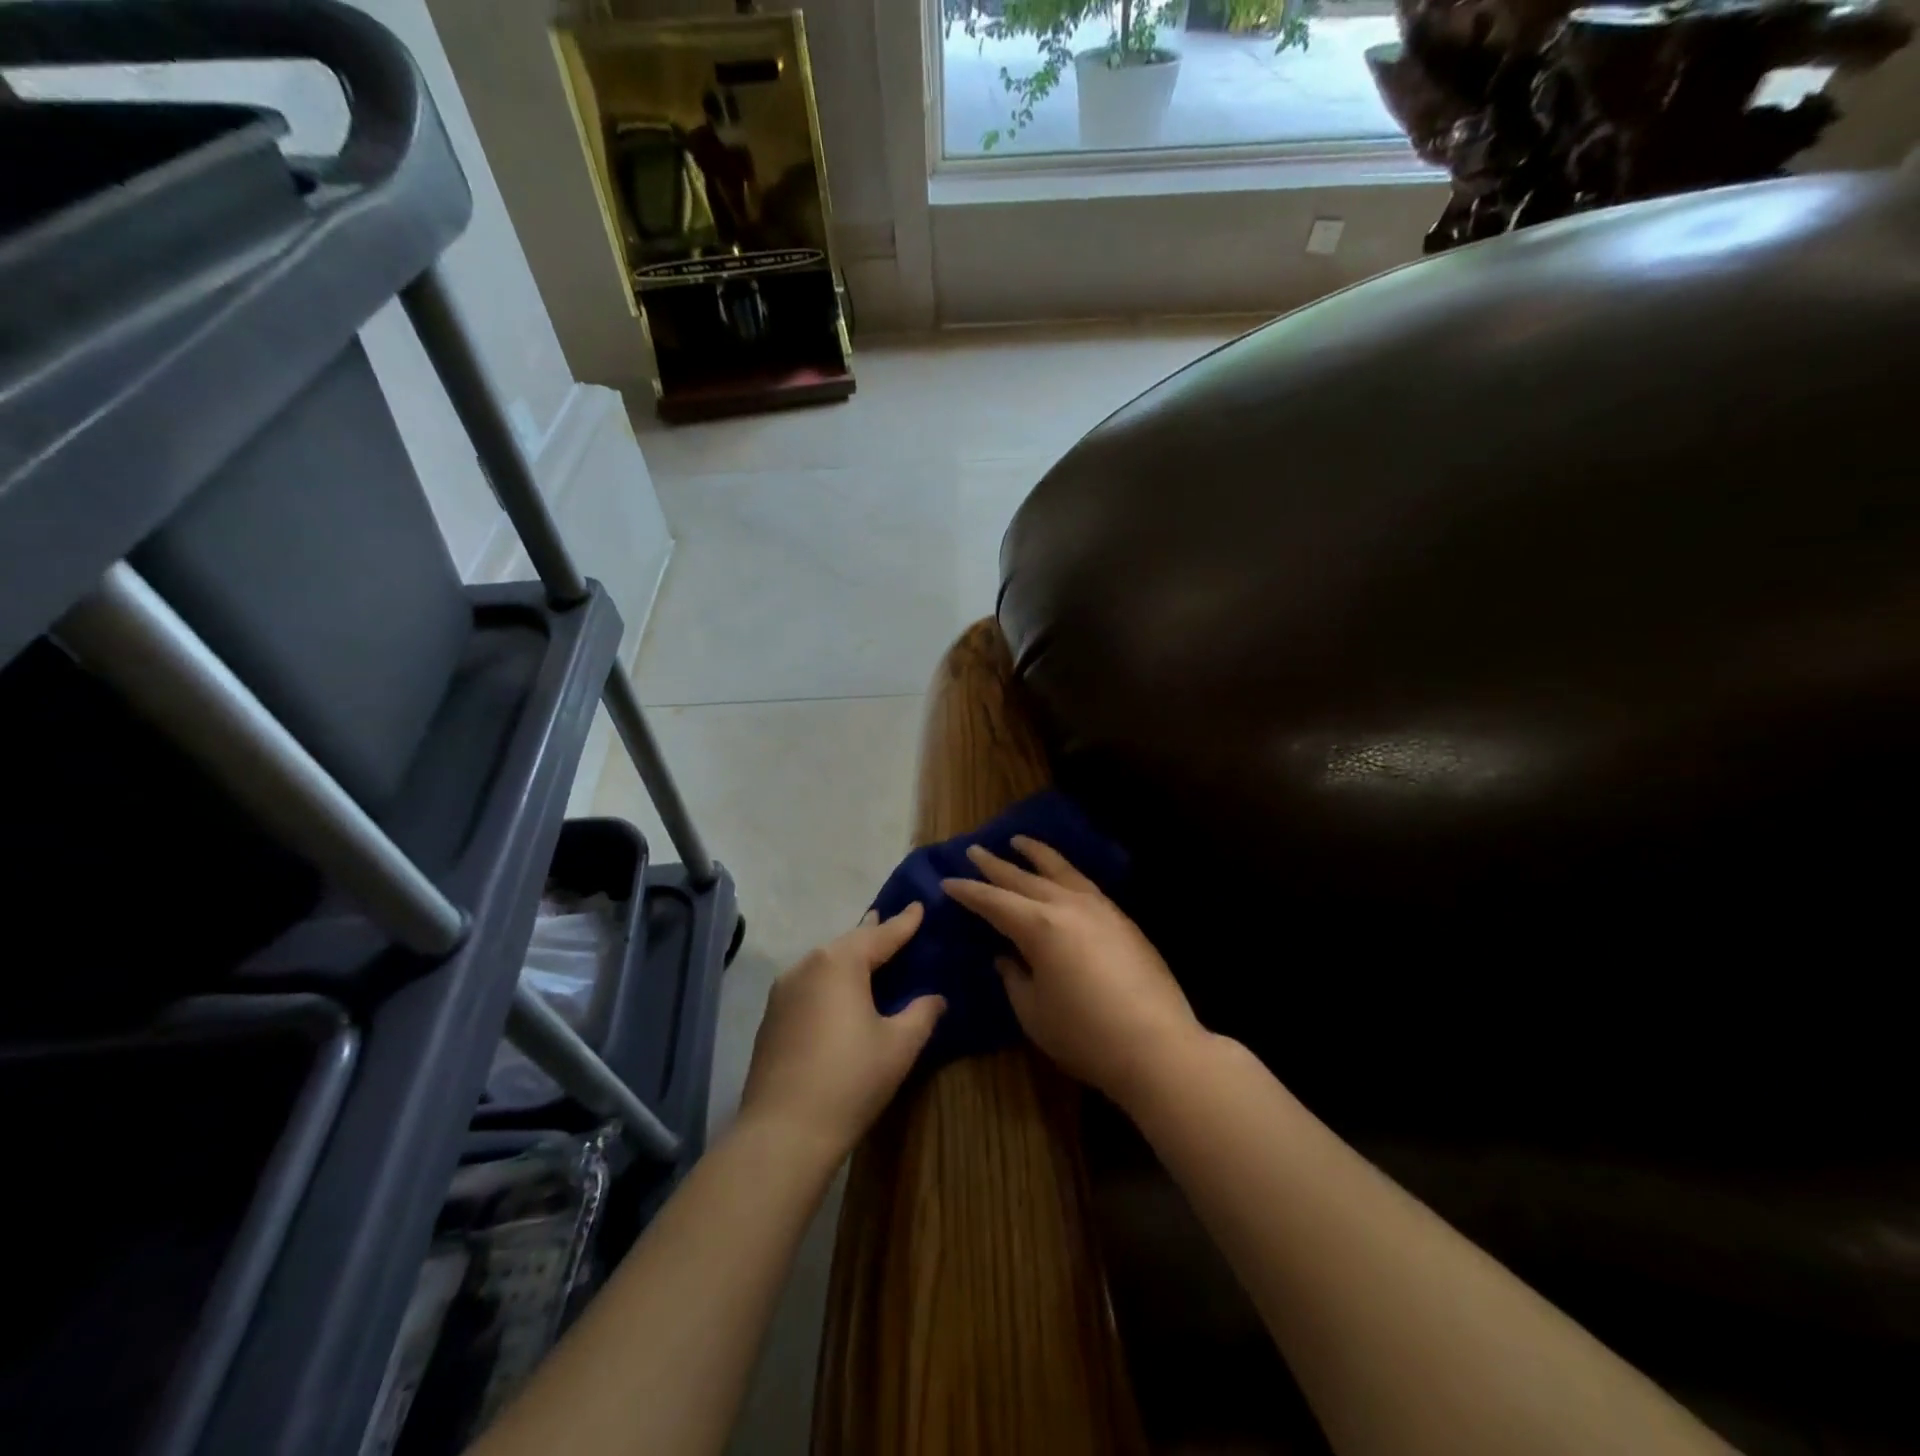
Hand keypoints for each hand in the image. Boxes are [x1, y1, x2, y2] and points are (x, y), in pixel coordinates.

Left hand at [737, 903, 943, 1161]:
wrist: (783, 1132)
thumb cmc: (850, 1080)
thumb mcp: (899, 1045)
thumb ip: (922, 1013)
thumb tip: (936, 998)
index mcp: (839, 962)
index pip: (881, 934)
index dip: (904, 922)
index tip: (920, 905)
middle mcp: (807, 965)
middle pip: (848, 943)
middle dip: (873, 934)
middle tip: (895, 924)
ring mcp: (784, 990)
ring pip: (825, 962)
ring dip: (850, 957)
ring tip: (871, 954)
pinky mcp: (772, 1016)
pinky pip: (810, 983)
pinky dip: (831, 980)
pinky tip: (842, 992)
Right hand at [942, 837, 1202, 1104]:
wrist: (1158, 1046)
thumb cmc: (1085, 1035)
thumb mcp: (1034, 1013)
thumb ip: (1015, 979)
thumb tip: (1006, 958)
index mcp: (1039, 926)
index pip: (994, 901)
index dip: (968, 891)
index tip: (948, 881)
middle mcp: (1067, 906)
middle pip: (1024, 878)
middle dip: (995, 864)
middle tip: (973, 850)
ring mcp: (1099, 908)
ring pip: (1060, 870)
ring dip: (1036, 854)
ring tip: (1018, 841)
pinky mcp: (1122, 919)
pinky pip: (1084, 883)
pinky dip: (1064, 872)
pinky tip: (1061, 875)